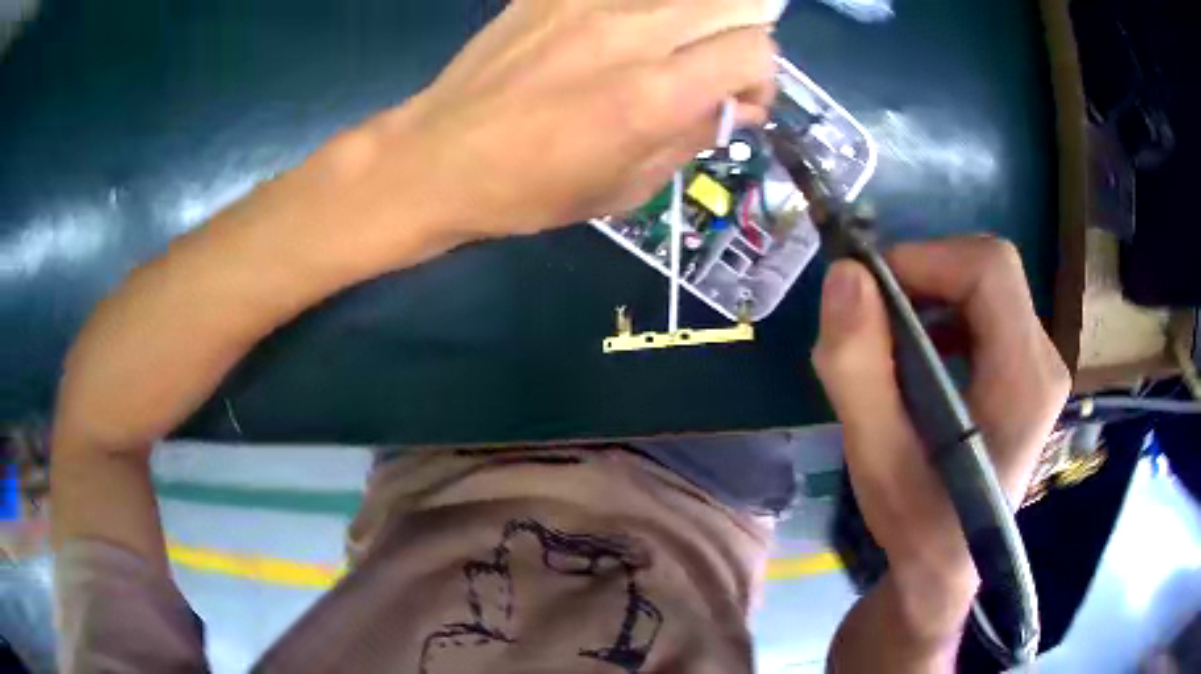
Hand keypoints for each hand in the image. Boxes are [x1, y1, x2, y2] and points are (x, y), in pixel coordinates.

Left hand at [337, 0, 777, 245]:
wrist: (438, 157)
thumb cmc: (531, 190)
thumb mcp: (628, 187)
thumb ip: (693, 136)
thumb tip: (736, 106)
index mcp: (654, 93)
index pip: (754, 49)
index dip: (761, 77)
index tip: (738, 101)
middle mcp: (632, 31)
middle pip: (736, 2)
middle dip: (742, 36)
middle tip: (713, 66)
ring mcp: (589, 1)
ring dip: (699, 16)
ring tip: (672, 46)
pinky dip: (648, 8)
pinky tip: (625, 32)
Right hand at [814, 237, 1069, 638]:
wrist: (948, 566)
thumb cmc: (918, 524)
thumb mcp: (876, 460)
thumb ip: (857, 369)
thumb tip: (845, 275)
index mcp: (1024, 381)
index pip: (990, 270)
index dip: (926, 259)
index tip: (870, 292)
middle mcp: (1044, 361)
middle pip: (988, 272)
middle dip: (922, 278)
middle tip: (873, 319)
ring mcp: (1039, 365)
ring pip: (984, 287)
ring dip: (929, 297)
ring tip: (890, 344)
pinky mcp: (1026, 371)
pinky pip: (985, 312)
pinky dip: (943, 315)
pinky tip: (918, 358)